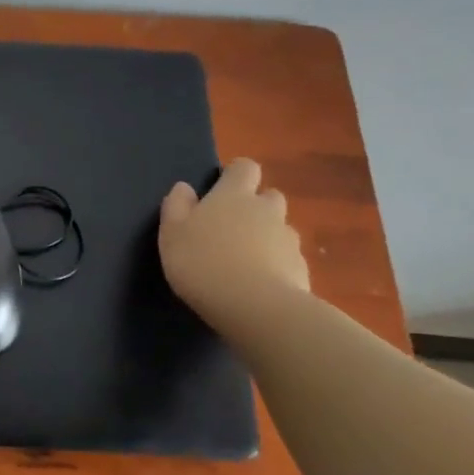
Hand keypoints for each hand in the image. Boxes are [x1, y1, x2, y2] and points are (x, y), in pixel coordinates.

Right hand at [157, 158, 309, 320]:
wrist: (254, 306)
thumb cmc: (202, 262)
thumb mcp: (172, 233)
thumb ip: (177, 206)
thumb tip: (184, 188)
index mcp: (233, 195)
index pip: (245, 168)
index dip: (235, 174)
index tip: (222, 188)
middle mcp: (266, 210)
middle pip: (269, 196)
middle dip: (256, 207)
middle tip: (232, 228)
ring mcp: (288, 239)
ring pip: (280, 229)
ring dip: (267, 237)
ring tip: (245, 261)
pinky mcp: (301, 269)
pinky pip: (288, 259)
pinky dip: (276, 266)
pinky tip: (258, 285)